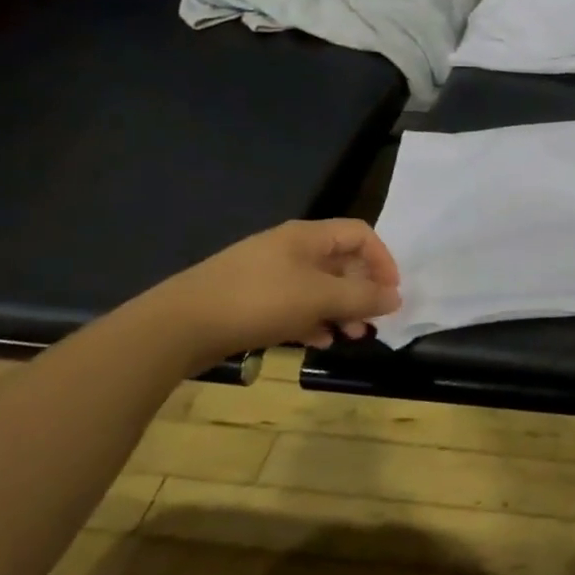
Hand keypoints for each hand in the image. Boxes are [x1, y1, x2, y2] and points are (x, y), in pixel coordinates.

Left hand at [144, 219, 402, 367]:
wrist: (178, 326)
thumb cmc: (258, 301)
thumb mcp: (318, 298)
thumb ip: (361, 297)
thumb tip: (396, 297)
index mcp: (307, 236)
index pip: (360, 233)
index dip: (382, 259)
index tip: (391, 292)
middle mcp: (290, 248)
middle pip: (340, 261)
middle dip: (362, 290)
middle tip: (372, 320)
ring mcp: (267, 274)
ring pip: (318, 286)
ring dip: (339, 309)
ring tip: (349, 335)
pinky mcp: (250, 299)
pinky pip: (294, 304)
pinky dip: (312, 319)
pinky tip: (316, 340)